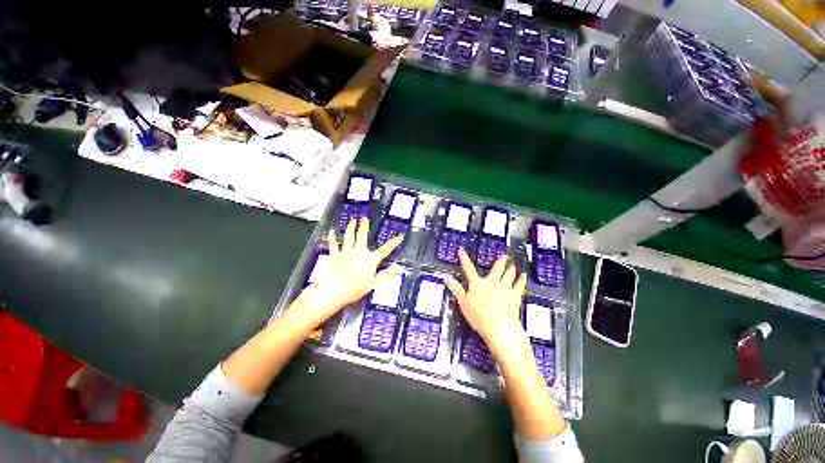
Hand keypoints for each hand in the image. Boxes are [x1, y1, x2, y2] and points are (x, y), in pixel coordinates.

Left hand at [299, 218, 402, 323]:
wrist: (337, 290)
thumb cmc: (356, 289)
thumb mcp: (373, 284)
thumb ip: (382, 276)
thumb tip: (393, 272)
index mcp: (371, 259)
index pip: (386, 249)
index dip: (394, 242)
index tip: (400, 236)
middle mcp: (360, 253)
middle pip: (362, 236)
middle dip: (364, 226)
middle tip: (364, 218)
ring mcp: (347, 253)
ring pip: (349, 237)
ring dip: (351, 227)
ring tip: (352, 220)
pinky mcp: (336, 256)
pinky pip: (334, 245)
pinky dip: (332, 238)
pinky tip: (331, 232)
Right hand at [445, 249, 527, 349]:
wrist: (499, 327)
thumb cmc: (478, 316)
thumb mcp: (463, 303)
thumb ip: (456, 289)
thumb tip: (447, 277)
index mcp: (477, 284)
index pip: (468, 268)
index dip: (464, 258)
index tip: (461, 250)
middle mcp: (492, 282)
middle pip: (496, 269)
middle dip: (500, 261)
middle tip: (504, 256)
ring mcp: (504, 288)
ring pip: (509, 275)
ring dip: (511, 269)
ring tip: (513, 265)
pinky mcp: (514, 296)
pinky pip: (519, 285)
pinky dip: (521, 280)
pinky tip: (523, 276)